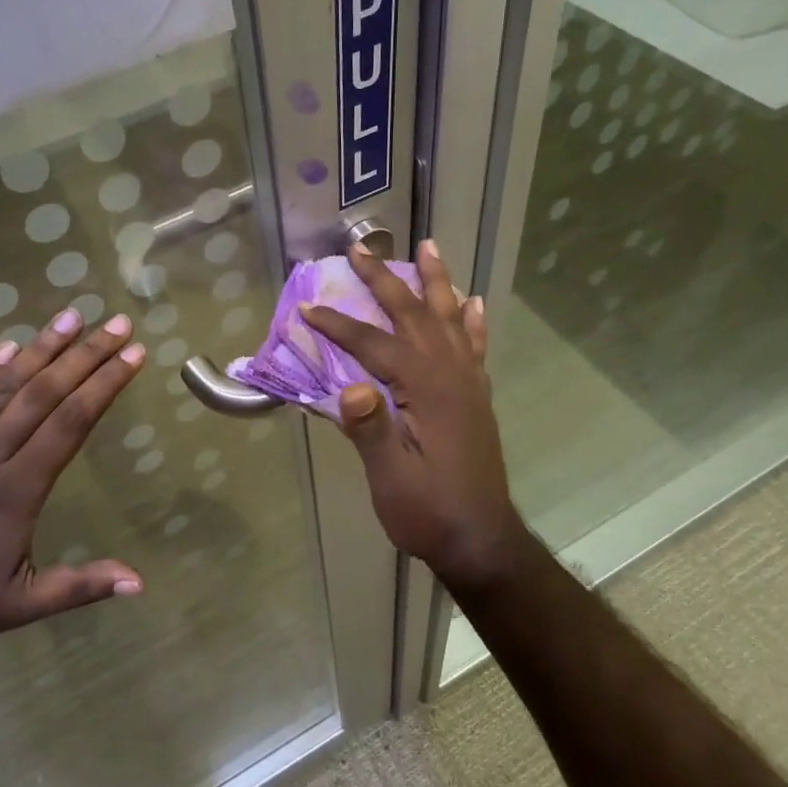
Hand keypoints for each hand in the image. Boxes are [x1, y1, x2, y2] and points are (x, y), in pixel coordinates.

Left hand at [0, 306, 147, 644]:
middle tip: (118, 324)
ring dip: (41, 348)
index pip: (71, 422)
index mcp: (19, 489)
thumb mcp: (24, 604)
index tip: (133, 355)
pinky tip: (6, 346)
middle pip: (44, 392)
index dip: (104, 385)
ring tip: (71, 316)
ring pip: (3, 385)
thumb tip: (140, 583)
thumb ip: (82, 586)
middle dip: (86, 354)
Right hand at [300, 241, 532, 594]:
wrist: (481, 539)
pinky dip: (471, 320)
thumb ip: (372, 431)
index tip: (306, 310)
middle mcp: (450, 374)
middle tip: (361, 249)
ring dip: (436, 281)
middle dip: (384, 280)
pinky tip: (471, 303)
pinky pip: (474, 345)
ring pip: (450, 318)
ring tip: (429, 247)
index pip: (374, 344)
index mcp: (425, 389)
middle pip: (414, 315)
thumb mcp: (391, 478)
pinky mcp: (476, 396)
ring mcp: (468, 383)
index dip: (338, 325)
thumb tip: (351, 388)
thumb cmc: (428, 510)